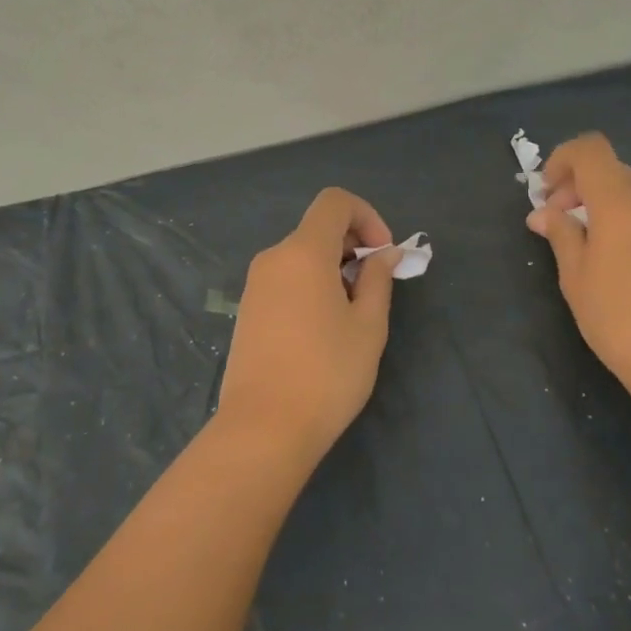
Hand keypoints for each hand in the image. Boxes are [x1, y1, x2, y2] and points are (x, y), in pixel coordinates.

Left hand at [216, 188, 401, 464]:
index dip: (366, 216)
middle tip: (374, 288)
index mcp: (303, 252)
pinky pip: (286, 278)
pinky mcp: (248, 310)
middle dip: (353, 245)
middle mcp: (273, 258)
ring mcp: (255, 284)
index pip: (334, 202)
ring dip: (333, 268)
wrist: (262, 429)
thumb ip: (378, 279)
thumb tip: (383, 254)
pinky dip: (311, 284)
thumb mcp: (368, 326)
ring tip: (352, 315)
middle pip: (318, 228)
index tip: (382, 254)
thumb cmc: (326, 373)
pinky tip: (323, 329)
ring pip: (302, 255)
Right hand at [526, 133, 630, 395]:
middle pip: (611, 170)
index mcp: (620, 201)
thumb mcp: (575, 276)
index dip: (562, 159)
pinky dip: (626, 221)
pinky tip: (618, 263)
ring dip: (602, 205)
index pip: (591, 150)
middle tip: (557, 223)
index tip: (546, 193)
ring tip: (584, 246)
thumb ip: (561, 234)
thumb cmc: (619, 318)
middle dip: (578, 186)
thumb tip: (544, 213)